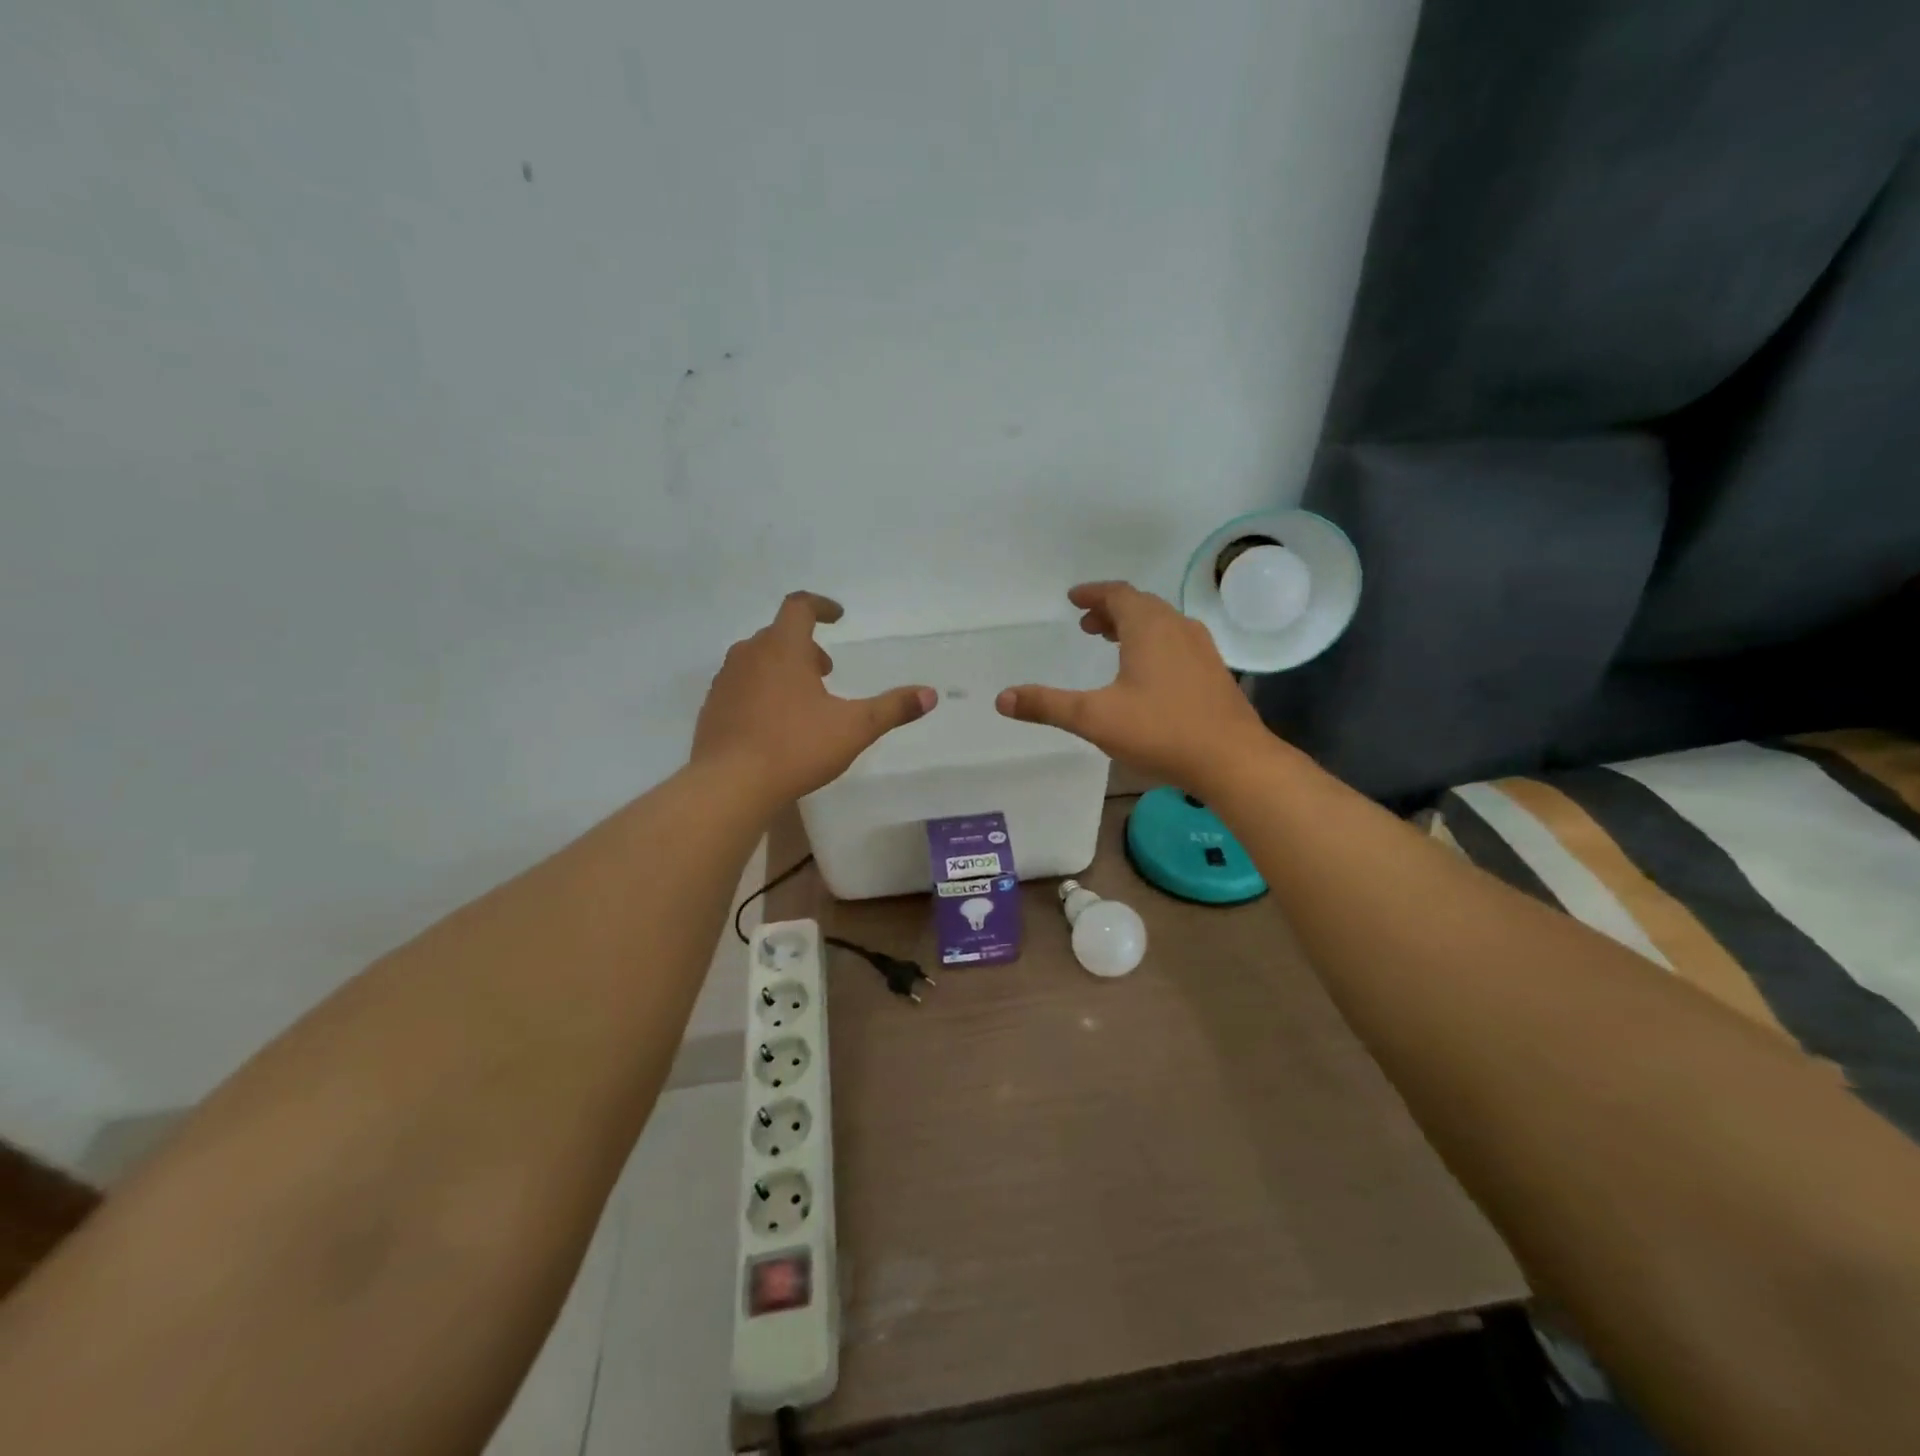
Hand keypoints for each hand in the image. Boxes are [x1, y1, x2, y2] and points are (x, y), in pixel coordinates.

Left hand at [694, 592, 935, 804]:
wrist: (729, 785)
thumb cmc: (795, 747)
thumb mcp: (854, 728)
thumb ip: (893, 708)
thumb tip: (930, 694)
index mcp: (783, 648)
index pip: (799, 607)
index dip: (821, 606)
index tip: (838, 617)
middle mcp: (749, 655)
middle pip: (778, 634)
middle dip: (805, 645)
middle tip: (826, 671)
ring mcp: (726, 681)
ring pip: (757, 660)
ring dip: (782, 668)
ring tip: (803, 698)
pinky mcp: (712, 708)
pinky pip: (741, 686)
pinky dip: (761, 690)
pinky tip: (773, 723)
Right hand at [996, 582, 1270, 795]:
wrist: (1233, 760)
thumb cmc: (1161, 730)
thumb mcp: (1094, 718)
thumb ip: (1047, 705)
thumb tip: (1002, 699)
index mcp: (1149, 628)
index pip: (1118, 594)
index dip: (1093, 593)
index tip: (1074, 599)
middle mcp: (1177, 628)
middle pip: (1141, 606)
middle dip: (1111, 611)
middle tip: (1087, 625)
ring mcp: (1202, 650)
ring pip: (1162, 625)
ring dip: (1133, 627)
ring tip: (1111, 644)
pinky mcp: (1214, 673)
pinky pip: (1177, 643)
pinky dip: (1154, 644)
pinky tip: (1147, 675)